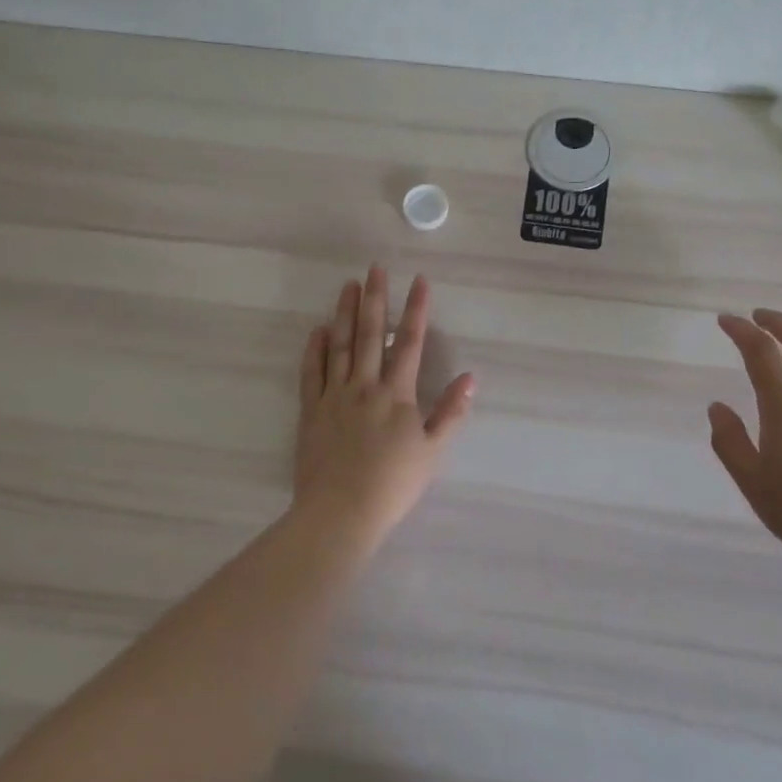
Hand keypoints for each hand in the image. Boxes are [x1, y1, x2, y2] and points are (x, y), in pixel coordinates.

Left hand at [293, 266, 475, 547]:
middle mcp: (364, 385)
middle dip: (375, 298)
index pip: (409, 341)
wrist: (340, 513)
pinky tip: (317, 330)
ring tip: (348, 286)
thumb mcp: (433, 451)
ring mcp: (334, 396)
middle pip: (369, 333)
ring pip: (339, 345)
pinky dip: (314, 349)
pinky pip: (311, 373)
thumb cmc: (393, 484)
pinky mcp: (311, 411)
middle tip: (375, 268)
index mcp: (396, 393)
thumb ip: (451, 412)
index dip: (415, 309)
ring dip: (344, 313)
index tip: (419, 280)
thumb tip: (470, 377)